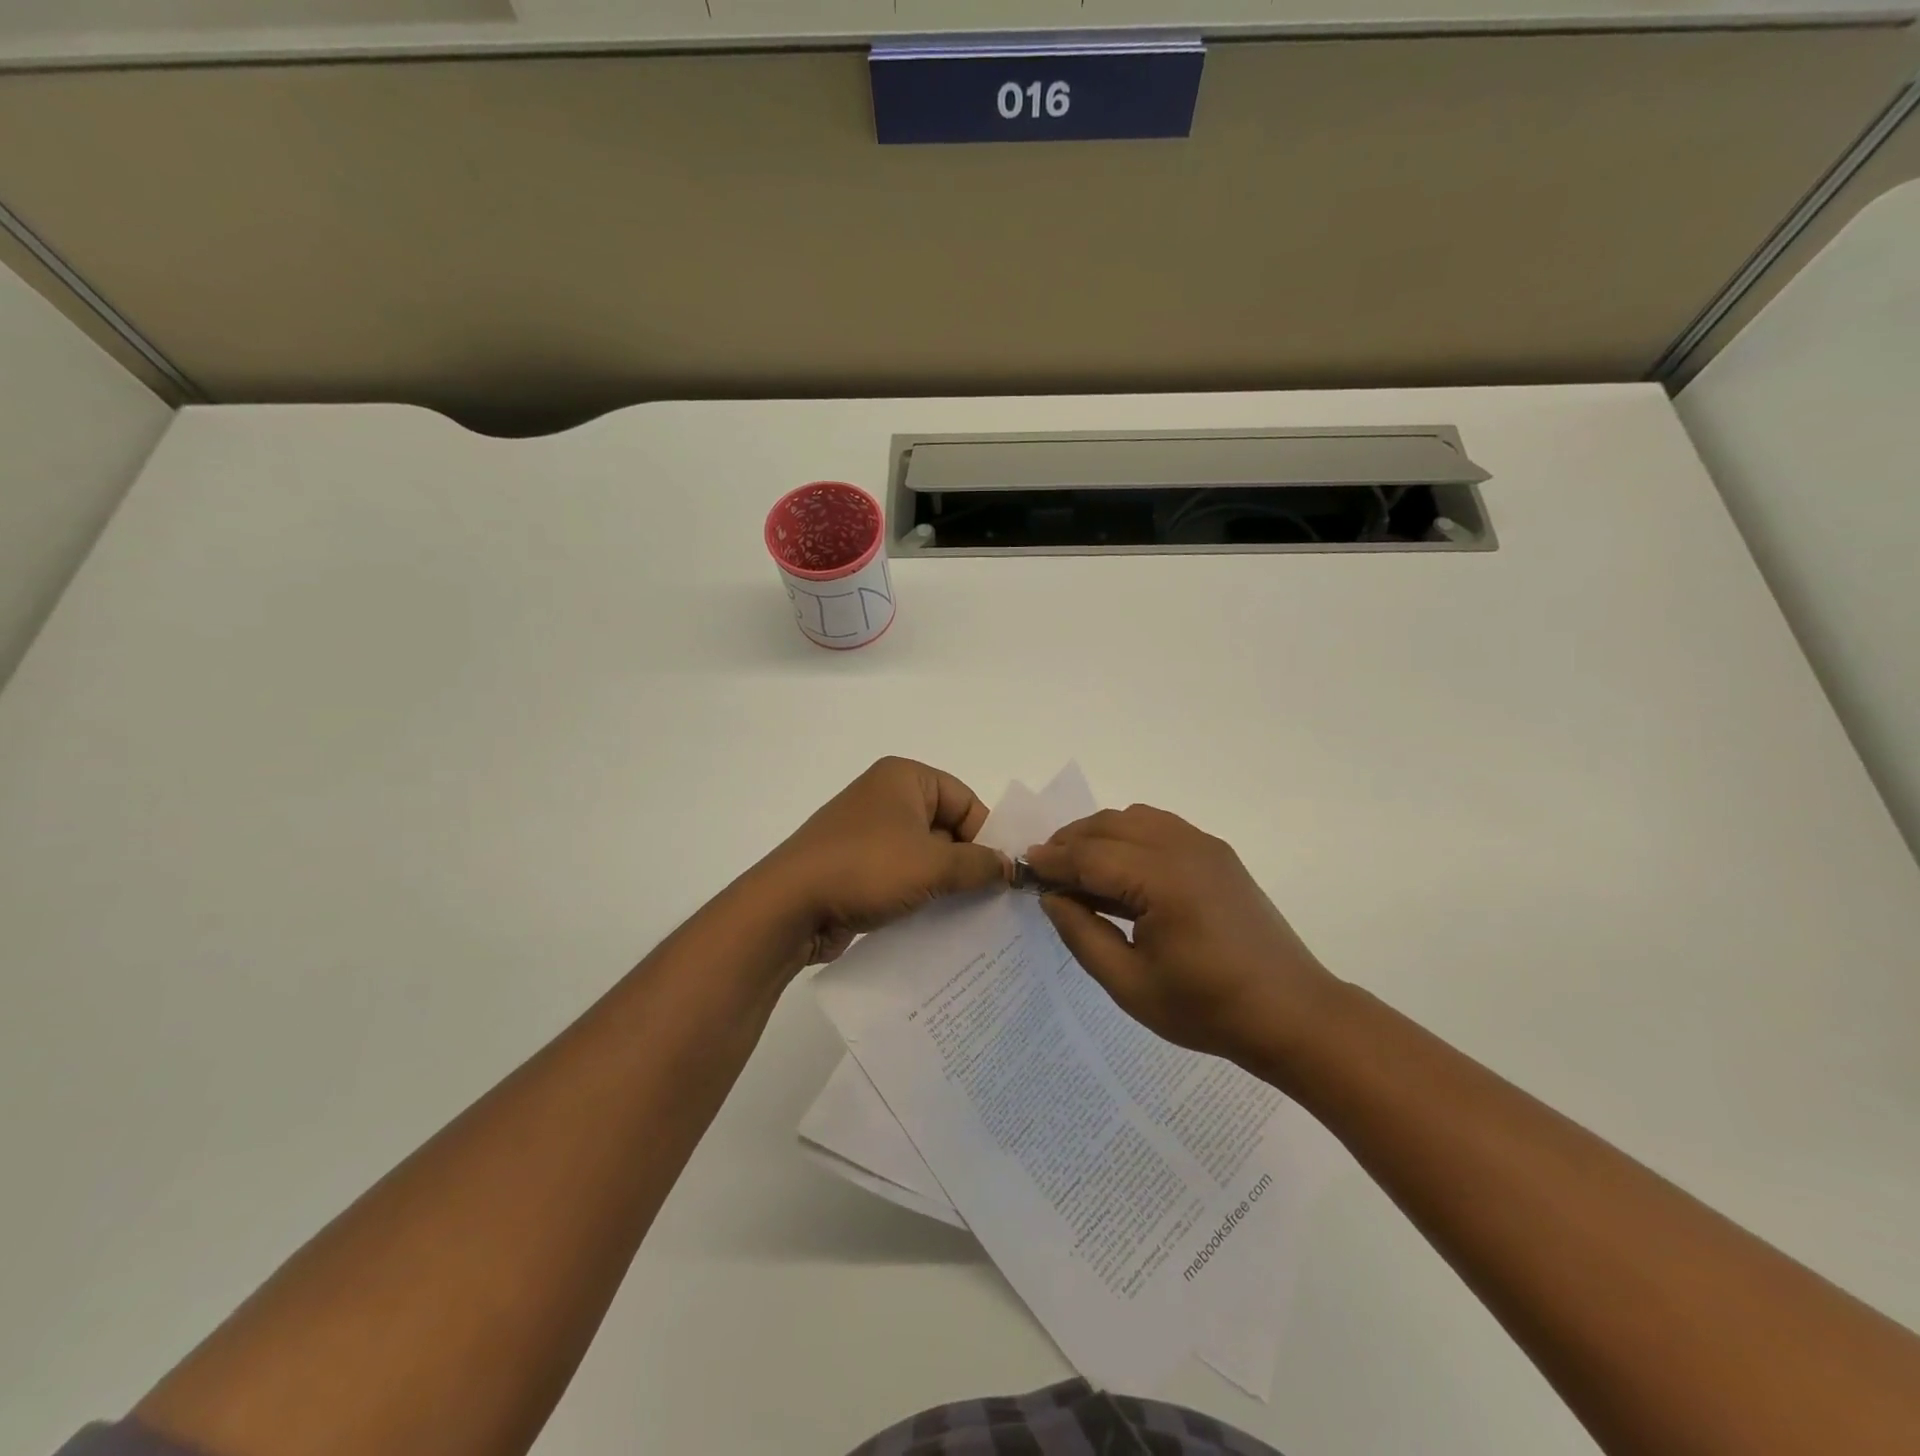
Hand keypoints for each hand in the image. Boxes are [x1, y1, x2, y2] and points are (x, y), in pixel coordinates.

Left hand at [754, 757, 1012, 966]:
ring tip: (971, 917)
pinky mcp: (856, 867)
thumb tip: (1013, 867)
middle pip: (946, 828)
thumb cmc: (866, 868)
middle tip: (994, 901)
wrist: (788, 906)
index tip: (1004, 875)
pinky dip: (919, 895)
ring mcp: (867, 834)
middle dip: (968, 863)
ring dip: (945, 883)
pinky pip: (900, 876)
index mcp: (904, 778)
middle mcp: (885, 798)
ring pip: (924, 856)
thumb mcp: (933, 864)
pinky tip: (938, 925)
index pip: (965, 800)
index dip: (987, 836)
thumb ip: (979, 864)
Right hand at [1024, 805, 1341, 1068]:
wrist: (1293, 1014)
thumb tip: (1053, 896)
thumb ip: (1082, 935)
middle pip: (1109, 825)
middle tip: (1044, 869)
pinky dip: (1129, 834)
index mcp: (1162, 880)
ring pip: (1135, 817)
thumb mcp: (1130, 985)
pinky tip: (1121, 868)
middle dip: (1069, 841)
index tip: (1022, 868)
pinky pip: (1161, 826)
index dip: (1052, 861)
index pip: (1090, 856)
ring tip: (1078, 867)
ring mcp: (1205, 846)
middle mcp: (1183, 848)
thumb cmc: (1207, 1009)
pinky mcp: (1218, 854)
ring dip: (1099, 833)